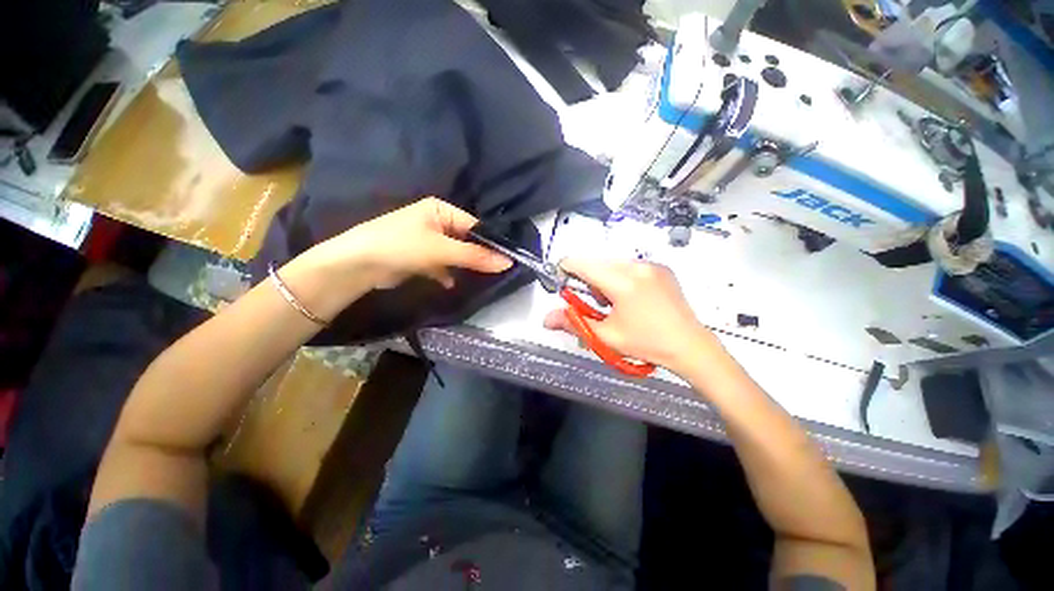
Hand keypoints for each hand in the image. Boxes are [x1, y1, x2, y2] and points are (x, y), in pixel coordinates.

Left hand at [279, 199, 510, 320]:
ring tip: (481, 279)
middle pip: (466, 240)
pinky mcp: (420, 258)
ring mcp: (428, 241)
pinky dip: (447, 274)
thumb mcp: (442, 249)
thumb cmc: (402, 246)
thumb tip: (508, 262)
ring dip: (464, 266)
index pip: (475, 225)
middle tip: (497, 271)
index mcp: (441, 209)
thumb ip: (475, 256)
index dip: (491, 242)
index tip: (507, 260)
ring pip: (455, 254)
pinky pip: (442, 265)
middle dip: (478, 256)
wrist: (357, 265)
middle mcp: (436, 222)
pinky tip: (451, 283)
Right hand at [543, 259, 717, 373]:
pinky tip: (629, 297)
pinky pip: (629, 265)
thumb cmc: (647, 343)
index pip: (582, 264)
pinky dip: (620, 277)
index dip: (565, 270)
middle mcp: (637, 266)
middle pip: (597, 262)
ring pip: (612, 263)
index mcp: (622, 282)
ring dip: (603, 278)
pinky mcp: (661, 268)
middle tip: (594, 304)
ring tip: (613, 303)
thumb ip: (573, 323)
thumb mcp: (606, 336)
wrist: (689, 346)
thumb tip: (546, 319)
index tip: (562, 283)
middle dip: (587, 279)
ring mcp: (651, 265)